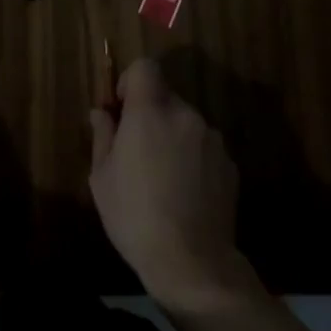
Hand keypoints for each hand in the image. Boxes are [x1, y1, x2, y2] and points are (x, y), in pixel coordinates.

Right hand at [89, 60, 255, 311]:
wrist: (192, 263)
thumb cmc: (135, 216)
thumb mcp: (102, 178)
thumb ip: (103, 136)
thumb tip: (101, 113)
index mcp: (150, 111)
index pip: (145, 66)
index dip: (131, 80)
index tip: (122, 109)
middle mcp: (184, 114)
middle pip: (165, 96)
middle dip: (150, 115)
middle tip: (138, 152)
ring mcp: (211, 138)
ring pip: (185, 123)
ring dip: (173, 136)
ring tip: (163, 177)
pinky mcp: (229, 163)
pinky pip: (204, 147)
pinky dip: (193, 158)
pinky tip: (186, 193)